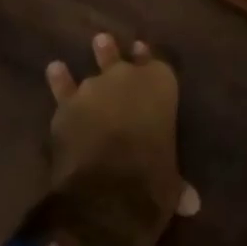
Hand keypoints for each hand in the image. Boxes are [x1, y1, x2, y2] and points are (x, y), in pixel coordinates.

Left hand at [20, 34, 199, 245]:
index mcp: (162, 87)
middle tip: (106, 41)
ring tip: (96, 43)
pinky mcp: (67, 106)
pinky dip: (60, 79)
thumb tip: (191, 204)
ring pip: (95, 68)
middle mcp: (129, 78)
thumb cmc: (152, 182)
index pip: (158, 65)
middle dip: (116, 54)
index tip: (142, 51)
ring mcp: (95, 88)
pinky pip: (63, 87)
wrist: (108, 192)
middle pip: (123, 61)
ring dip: (96, 58)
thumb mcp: (171, 183)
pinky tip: (55, 68)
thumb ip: (177, 184)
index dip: (150, 61)